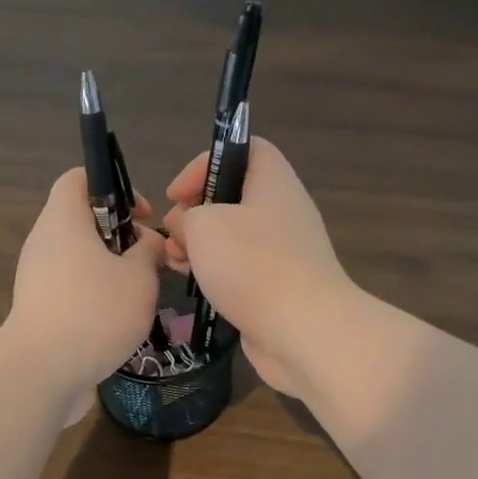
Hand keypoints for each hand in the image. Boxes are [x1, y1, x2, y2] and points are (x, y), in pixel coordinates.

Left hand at [7, 168, 163, 425]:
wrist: (42, 373)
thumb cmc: (94, 312)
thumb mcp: (139, 278)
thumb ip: (148, 253)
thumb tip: (148, 243)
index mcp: (63, 220)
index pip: (78, 178)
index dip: (113, 186)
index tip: (141, 216)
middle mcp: (43, 244)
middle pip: (81, 222)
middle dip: (119, 237)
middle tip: (148, 261)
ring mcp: (36, 280)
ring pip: (78, 260)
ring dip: (110, 272)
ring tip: (139, 295)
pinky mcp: (38, 312)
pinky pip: (71, 291)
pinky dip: (95, 298)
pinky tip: (119, 324)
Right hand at [162, 137, 354, 397]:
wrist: (303, 330)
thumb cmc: (252, 265)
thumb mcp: (203, 225)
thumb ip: (187, 217)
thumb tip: (188, 229)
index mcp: (273, 182)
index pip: (244, 148)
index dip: (206, 162)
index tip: (177, 194)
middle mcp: (283, 211)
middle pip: (233, 195)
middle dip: (195, 211)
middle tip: (174, 233)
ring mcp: (283, 252)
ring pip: (233, 235)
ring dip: (200, 244)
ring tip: (176, 262)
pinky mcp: (278, 287)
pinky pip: (241, 268)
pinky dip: (216, 272)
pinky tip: (195, 285)